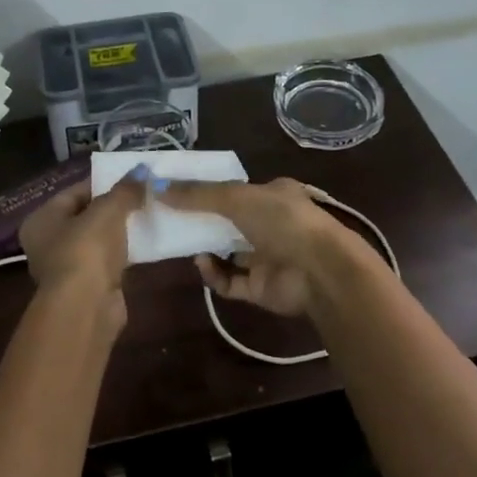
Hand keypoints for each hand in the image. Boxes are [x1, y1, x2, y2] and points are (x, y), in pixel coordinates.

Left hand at [18, 179, 142, 329]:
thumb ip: (124, 190)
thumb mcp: (108, 211)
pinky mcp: (87, 287)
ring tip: (147, 217)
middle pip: (85, 216)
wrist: (86, 307)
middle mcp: (47, 243)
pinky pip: (107, 261)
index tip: (130, 179)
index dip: (102, 183)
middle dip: (113, 207)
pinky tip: (144, 244)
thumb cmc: (86, 250)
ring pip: (97, 240)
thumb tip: (142, 169)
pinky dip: (122, 253)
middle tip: (141, 196)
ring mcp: (66, 267)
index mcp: (41, 220)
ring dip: (119, 232)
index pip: (73, 193)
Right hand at [160, 177, 354, 318]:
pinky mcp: (261, 288)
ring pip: (228, 253)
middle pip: (229, 222)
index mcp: (274, 195)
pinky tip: (203, 264)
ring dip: (206, 249)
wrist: (320, 271)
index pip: (237, 190)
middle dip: (203, 222)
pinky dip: (214, 274)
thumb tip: (156, 187)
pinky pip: (230, 282)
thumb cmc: (282, 221)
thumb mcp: (236, 197)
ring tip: (184, 243)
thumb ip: (197, 194)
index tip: (179, 193)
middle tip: (172, 220)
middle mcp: (272, 225)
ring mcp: (268, 258)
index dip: (209, 191)